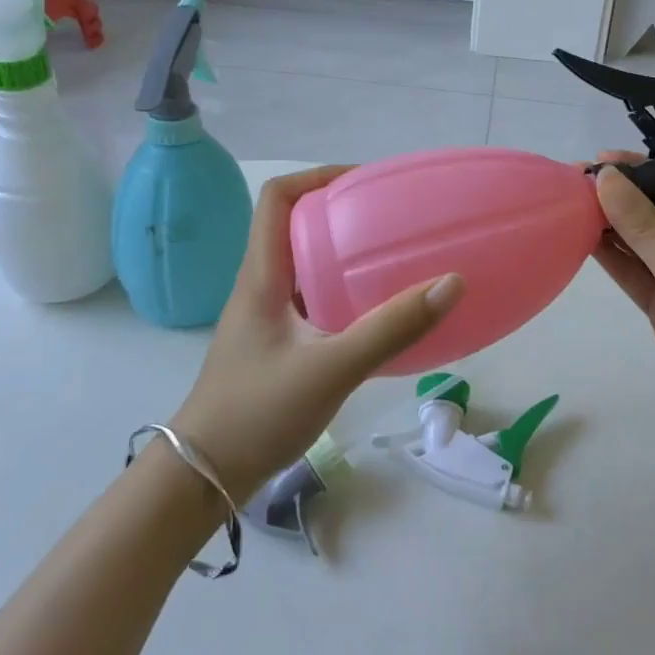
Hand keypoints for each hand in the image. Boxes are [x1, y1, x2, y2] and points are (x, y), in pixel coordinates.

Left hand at [168, 166, 462, 498]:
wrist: (203, 477)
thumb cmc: (257, 412)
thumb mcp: (331, 368)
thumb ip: (391, 329)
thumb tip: (451, 283)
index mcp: (262, 276)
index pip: (277, 199)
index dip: (317, 177)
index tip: (364, 182)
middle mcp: (261, 287)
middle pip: (296, 226)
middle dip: (342, 213)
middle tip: (391, 219)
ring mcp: (267, 318)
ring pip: (306, 266)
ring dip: (344, 255)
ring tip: (391, 259)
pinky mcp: (277, 345)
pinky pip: (313, 301)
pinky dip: (344, 294)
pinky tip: (377, 314)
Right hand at [592, 154, 654, 460]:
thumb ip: (645, 229)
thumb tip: (605, 179)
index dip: (641, 172)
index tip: (599, 160)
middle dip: (620, 198)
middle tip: (571, 182)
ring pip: (642, 246)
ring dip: (610, 227)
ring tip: (567, 205)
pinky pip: (636, 276)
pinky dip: (612, 260)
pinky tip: (581, 240)